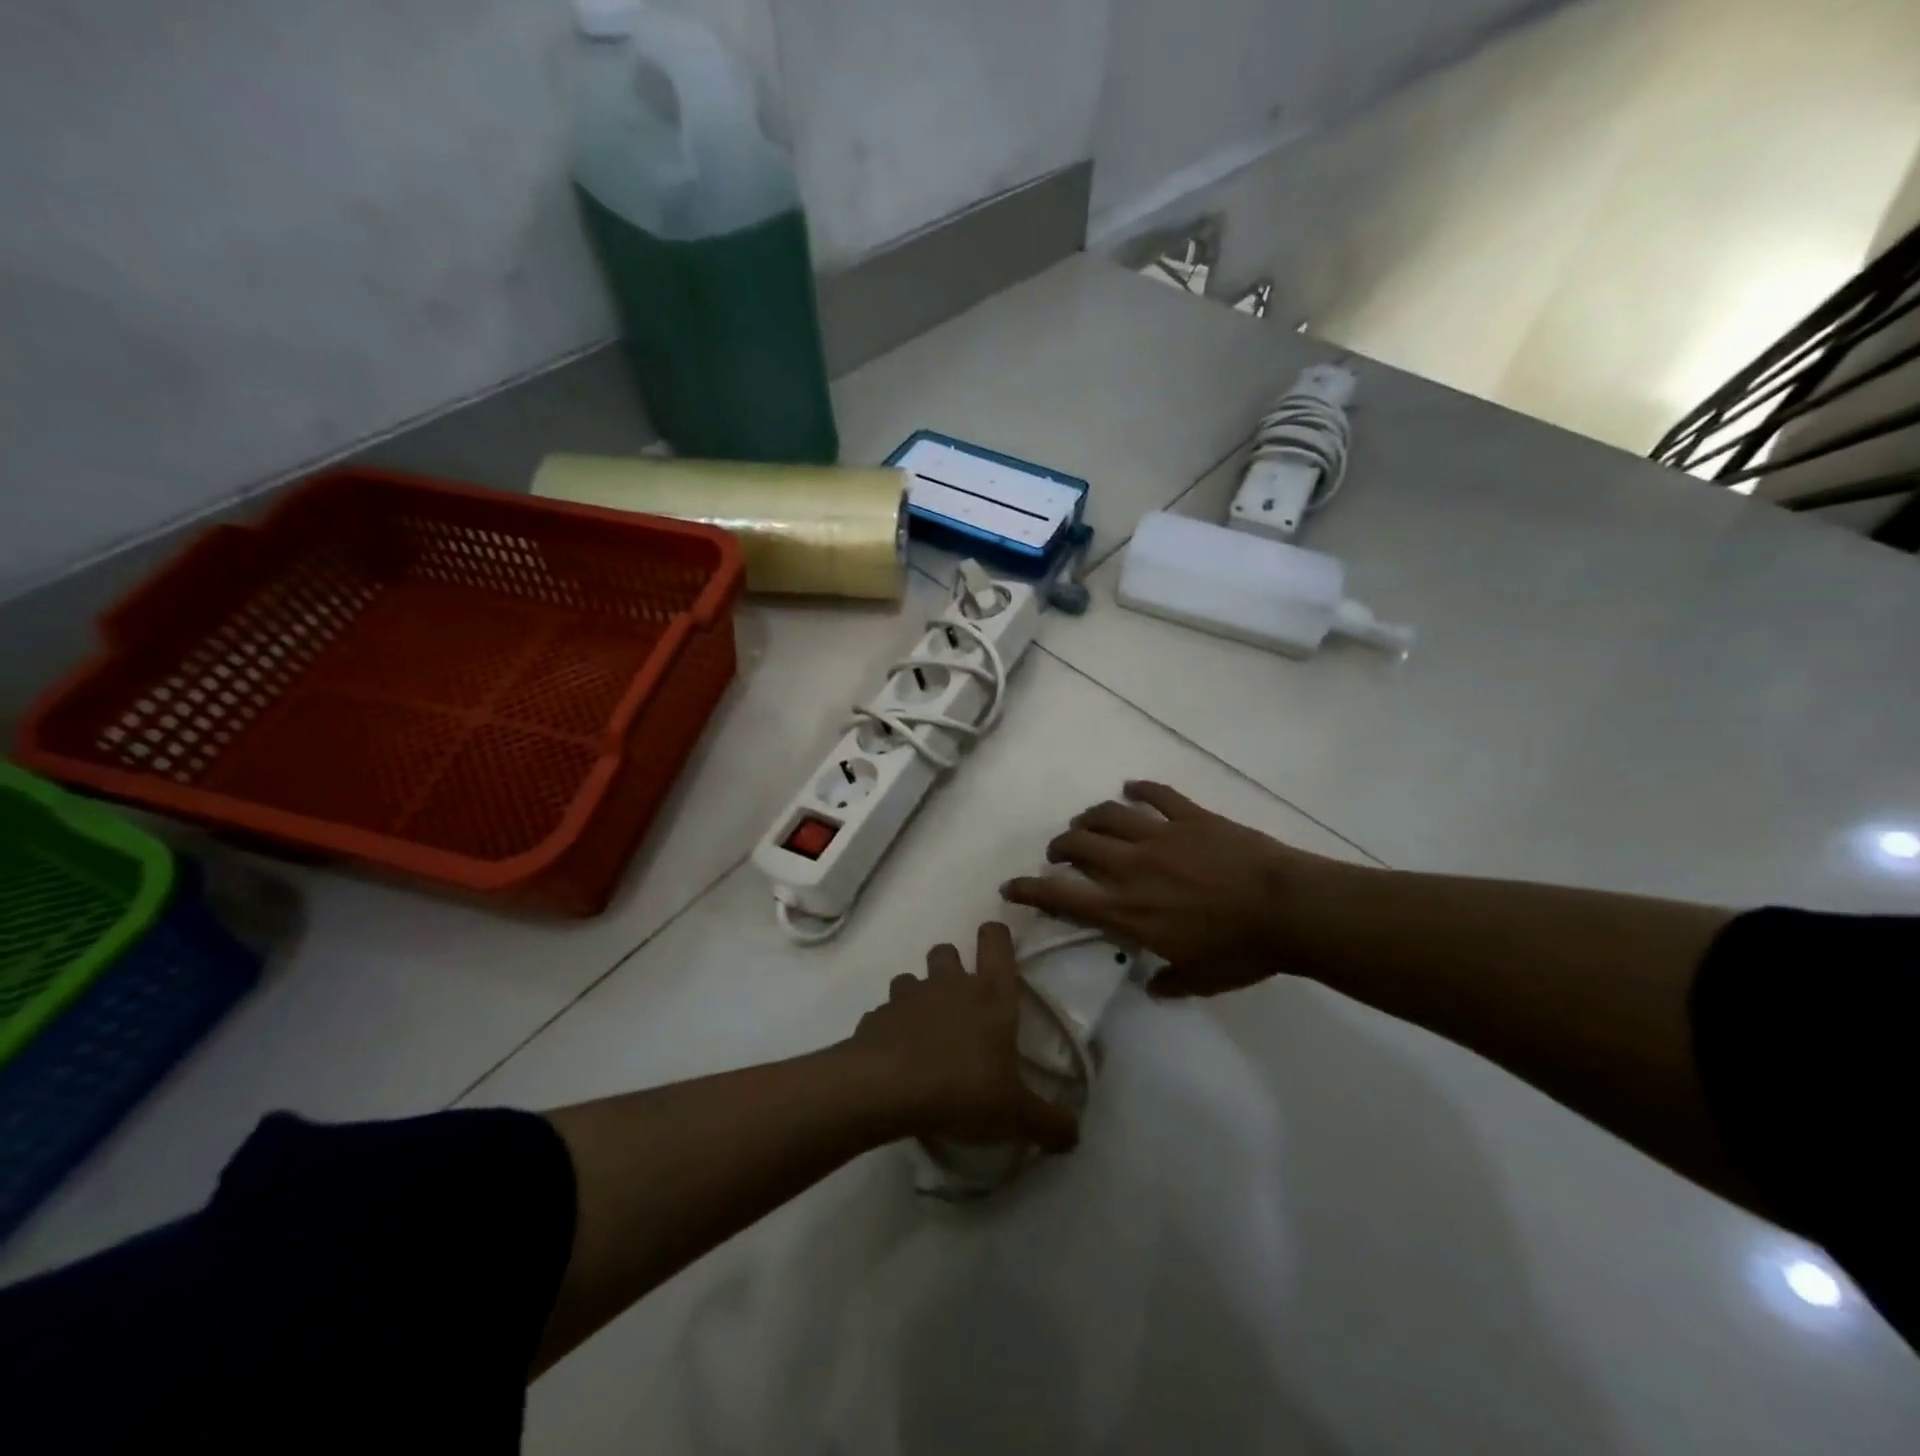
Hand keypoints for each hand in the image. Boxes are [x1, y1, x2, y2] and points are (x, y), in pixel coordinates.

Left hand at [847, 922, 1078, 1152]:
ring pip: (911, 978)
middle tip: (959, 1003)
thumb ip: (1049, 1123)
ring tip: (923, 1032)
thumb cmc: (962, 1089)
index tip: (996, 948)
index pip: (995, 941)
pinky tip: (895, 1057)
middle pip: (946, 950)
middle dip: (951, 967)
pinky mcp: (876, 1016)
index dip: (995, 937)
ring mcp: (908, 996)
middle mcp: (949, 984)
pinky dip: (890, 1028)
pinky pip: (884, 1013)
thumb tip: (1074, 1134)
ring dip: (917, 997)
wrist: (886, 1089)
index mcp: (990, 995)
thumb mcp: (1015, 1115)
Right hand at [1002, 780, 1335, 999]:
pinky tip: (1133, 788)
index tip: (1010, 887)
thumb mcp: (1201, 979)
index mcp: (1127, 910)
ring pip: (1108, 814)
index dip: (1030, 890)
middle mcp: (1132, 867)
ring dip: (1089, 817)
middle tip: (1059, 852)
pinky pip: (1157, 794)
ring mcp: (1160, 836)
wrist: (1289, 909)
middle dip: (1059, 846)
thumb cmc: (1242, 951)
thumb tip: (1153, 987)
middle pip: (1078, 845)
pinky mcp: (1190, 816)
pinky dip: (1141, 789)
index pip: (1062, 896)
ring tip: (1086, 822)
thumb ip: (1169, 982)